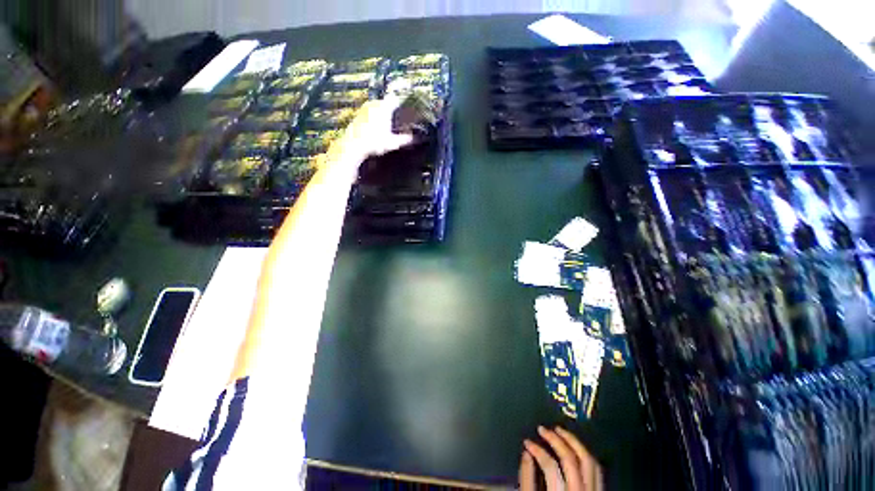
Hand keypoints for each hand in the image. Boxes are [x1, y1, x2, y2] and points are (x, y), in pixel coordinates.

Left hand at [333, 94, 413, 161]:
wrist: (353, 146)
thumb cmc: (374, 143)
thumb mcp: (392, 143)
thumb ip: (405, 139)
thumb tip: (415, 138)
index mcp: (384, 108)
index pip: (397, 100)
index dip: (403, 103)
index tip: (408, 109)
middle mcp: (374, 104)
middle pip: (387, 103)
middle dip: (394, 110)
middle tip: (400, 119)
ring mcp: (365, 108)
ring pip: (378, 107)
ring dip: (384, 114)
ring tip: (389, 124)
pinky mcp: (358, 114)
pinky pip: (370, 112)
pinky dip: (375, 118)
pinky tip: (378, 128)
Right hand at [519, 426, 602, 490]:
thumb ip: (526, 481)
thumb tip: (526, 454)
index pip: (550, 466)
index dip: (537, 450)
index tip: (527, 442)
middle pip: (571, 460)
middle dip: (555, 440)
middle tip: (542, 429)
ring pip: (589, 462)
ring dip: (574, 442)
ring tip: (560, 431)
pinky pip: (597, 470)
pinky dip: (586, 455)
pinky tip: (575, 448)